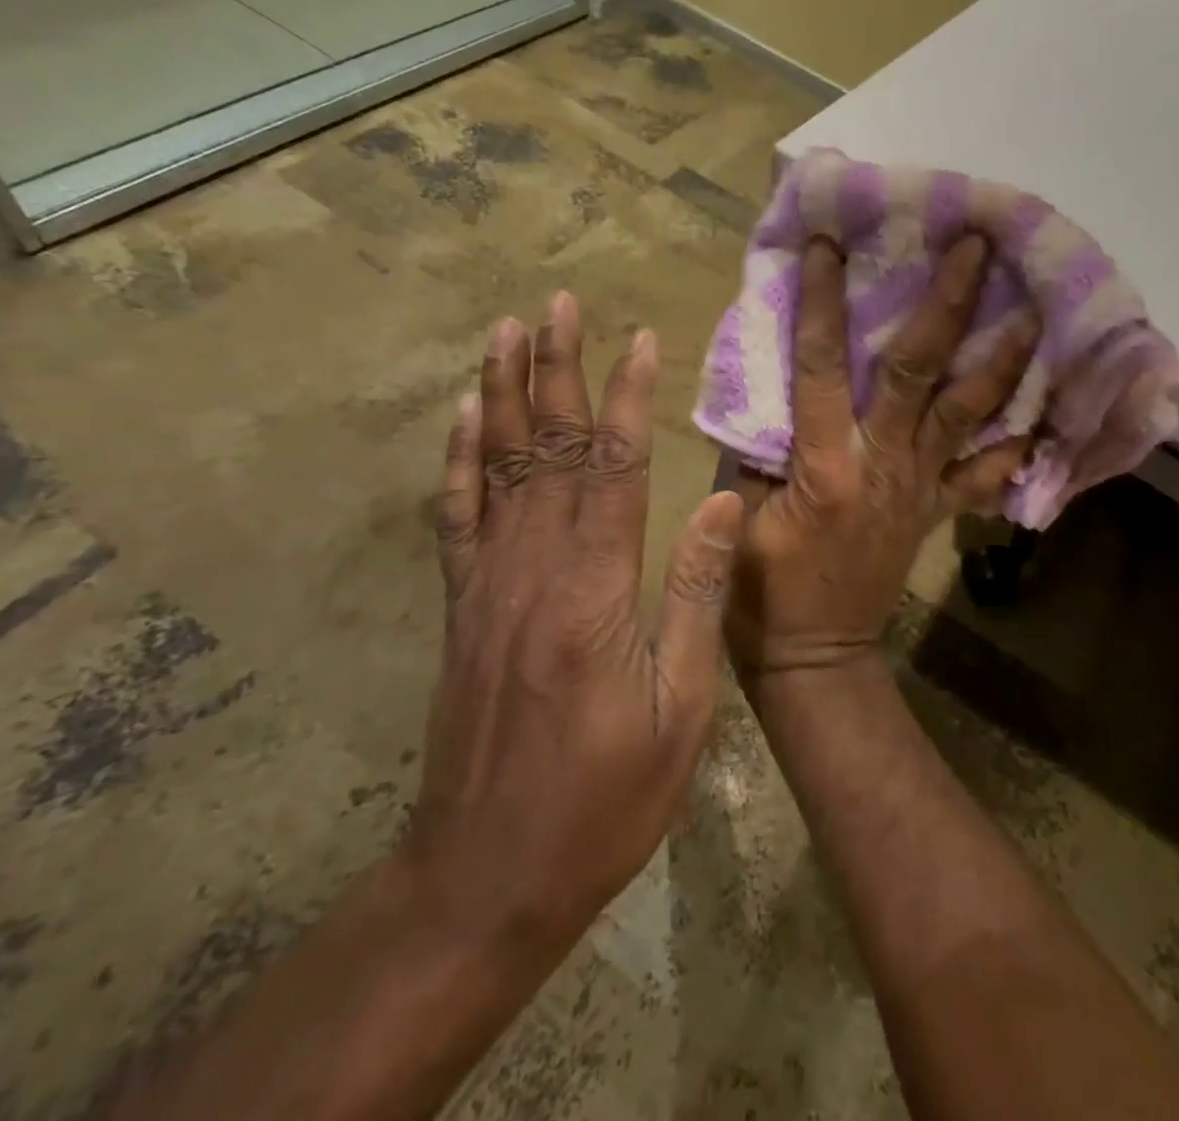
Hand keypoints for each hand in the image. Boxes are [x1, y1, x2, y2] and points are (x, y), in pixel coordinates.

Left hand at [404, 294, 744, 964]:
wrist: (487, 876)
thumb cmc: (605, 799)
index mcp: (595, 590)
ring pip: (496, 467)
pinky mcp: (463, 607)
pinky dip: (458, 459)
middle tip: (557, 303)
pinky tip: (463, 418)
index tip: (641, 339)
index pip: (614, 467)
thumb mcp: (681, 708)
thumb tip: (722, 503)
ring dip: (502, 393)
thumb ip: (698, 596)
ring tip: (505, 332)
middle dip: (557, 369)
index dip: (627, 397)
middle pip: (548, 448)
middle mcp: (533, 569)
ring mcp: (488, 584)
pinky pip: (457, 516)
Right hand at [727, 235, 1036, 676]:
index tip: (831, 243)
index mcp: (825, 464)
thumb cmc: (762, 590)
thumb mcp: (736, 514)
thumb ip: (753, 445)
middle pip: (920, 373)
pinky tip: (1048, 411)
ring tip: (1033, 309)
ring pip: (968, 413)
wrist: (817, 656)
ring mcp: (919, 487)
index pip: (823, 366)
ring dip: (1002, 359)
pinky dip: (1016, 445)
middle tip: (977, 246)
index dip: (825, 302)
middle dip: (948, 304)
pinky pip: (984, 474)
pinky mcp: (936, 510)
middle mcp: (884, 465)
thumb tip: (768, 382)